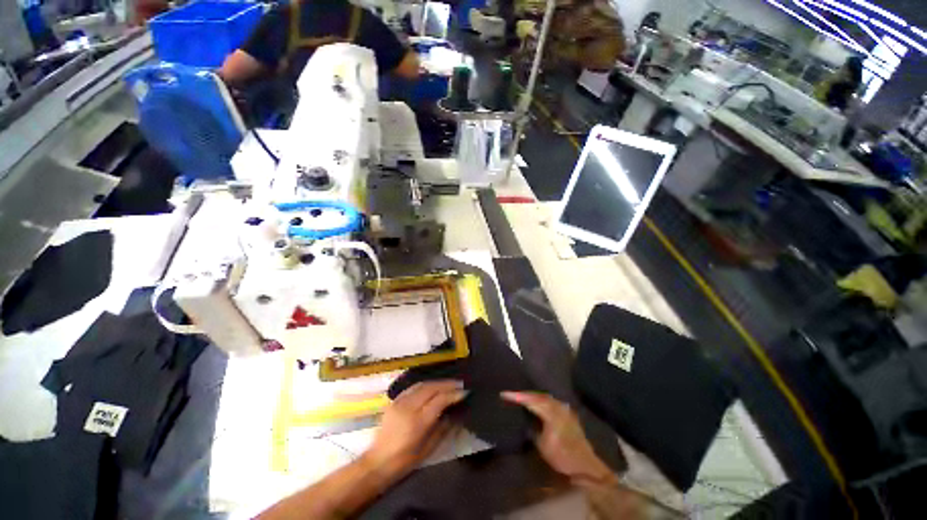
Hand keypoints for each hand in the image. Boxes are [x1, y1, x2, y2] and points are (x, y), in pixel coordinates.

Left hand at [363, 381, 466, 478]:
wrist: (377, 462)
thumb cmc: (405, 461)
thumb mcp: (428, 449)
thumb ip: (443, 428)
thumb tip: (455, 412)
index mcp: (418, 422)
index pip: (439, 400)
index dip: (453, 394)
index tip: (465, 392)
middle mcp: (409, 407)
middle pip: (431, 388)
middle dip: (447, 384)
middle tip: (460, 384)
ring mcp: (400, 402)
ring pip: (422, 384)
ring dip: (437, 382)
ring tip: (449, 383)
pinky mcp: (394, 401)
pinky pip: (413, 387)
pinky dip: (426, 384)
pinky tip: (433, 386)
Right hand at [502, 392, 616, 486]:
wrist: (585, 466)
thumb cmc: (562, 456)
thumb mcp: (542, 445)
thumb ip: (533, 428)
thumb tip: (526, 420)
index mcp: (550, 412)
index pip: (530, 400)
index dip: (516, 396)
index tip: (504, 394)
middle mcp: (558, 406)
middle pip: (538, 395)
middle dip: (524, 394)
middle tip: (512, 394)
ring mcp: (564, 409)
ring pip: (545, 397)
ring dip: (533, 396)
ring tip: (523, 397)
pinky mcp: (568, 414)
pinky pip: (552, 402)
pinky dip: (542, 401)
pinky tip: (538, 404)